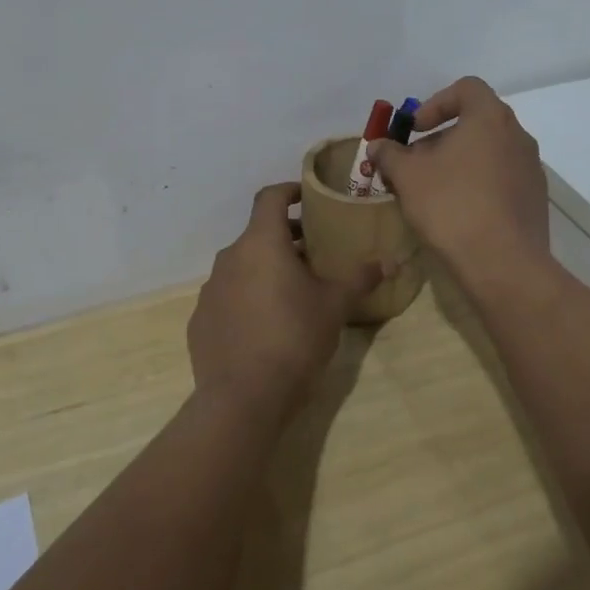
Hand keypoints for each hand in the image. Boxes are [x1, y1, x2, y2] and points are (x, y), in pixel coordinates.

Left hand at [187, 183, 376, 422]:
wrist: (242, 398)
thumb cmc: (294, 338)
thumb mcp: (334, 306)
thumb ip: (360, 278)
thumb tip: (390, 262)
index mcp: (261, 243)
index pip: (270, 197)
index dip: (290, 191)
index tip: (308, 197)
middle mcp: (230, 257)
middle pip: (258, 234)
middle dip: (286, 238)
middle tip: (314, 254)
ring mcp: (210, 289)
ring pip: (242, 266)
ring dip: (265, 269)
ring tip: (293, 292)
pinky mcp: (200, 320)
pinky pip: (228, 296)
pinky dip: (246, 298)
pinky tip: (265, 325)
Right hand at [369, 77, 550, 291]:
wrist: (504, 264)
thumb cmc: (452, 206)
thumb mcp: (408, 177)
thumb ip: (390, 154)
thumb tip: (378, 146)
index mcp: (491, 118)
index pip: (466, 88)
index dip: (436, 103)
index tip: (415, 130)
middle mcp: (518, 136)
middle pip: (476, 122)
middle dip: (441, 139)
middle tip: (415, 165)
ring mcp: (531, 169)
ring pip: (487, 153)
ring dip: (458, 163)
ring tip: (432, 192)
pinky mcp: (534, 199)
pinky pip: (501, 179)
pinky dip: (477, 184)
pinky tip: (457, 213)